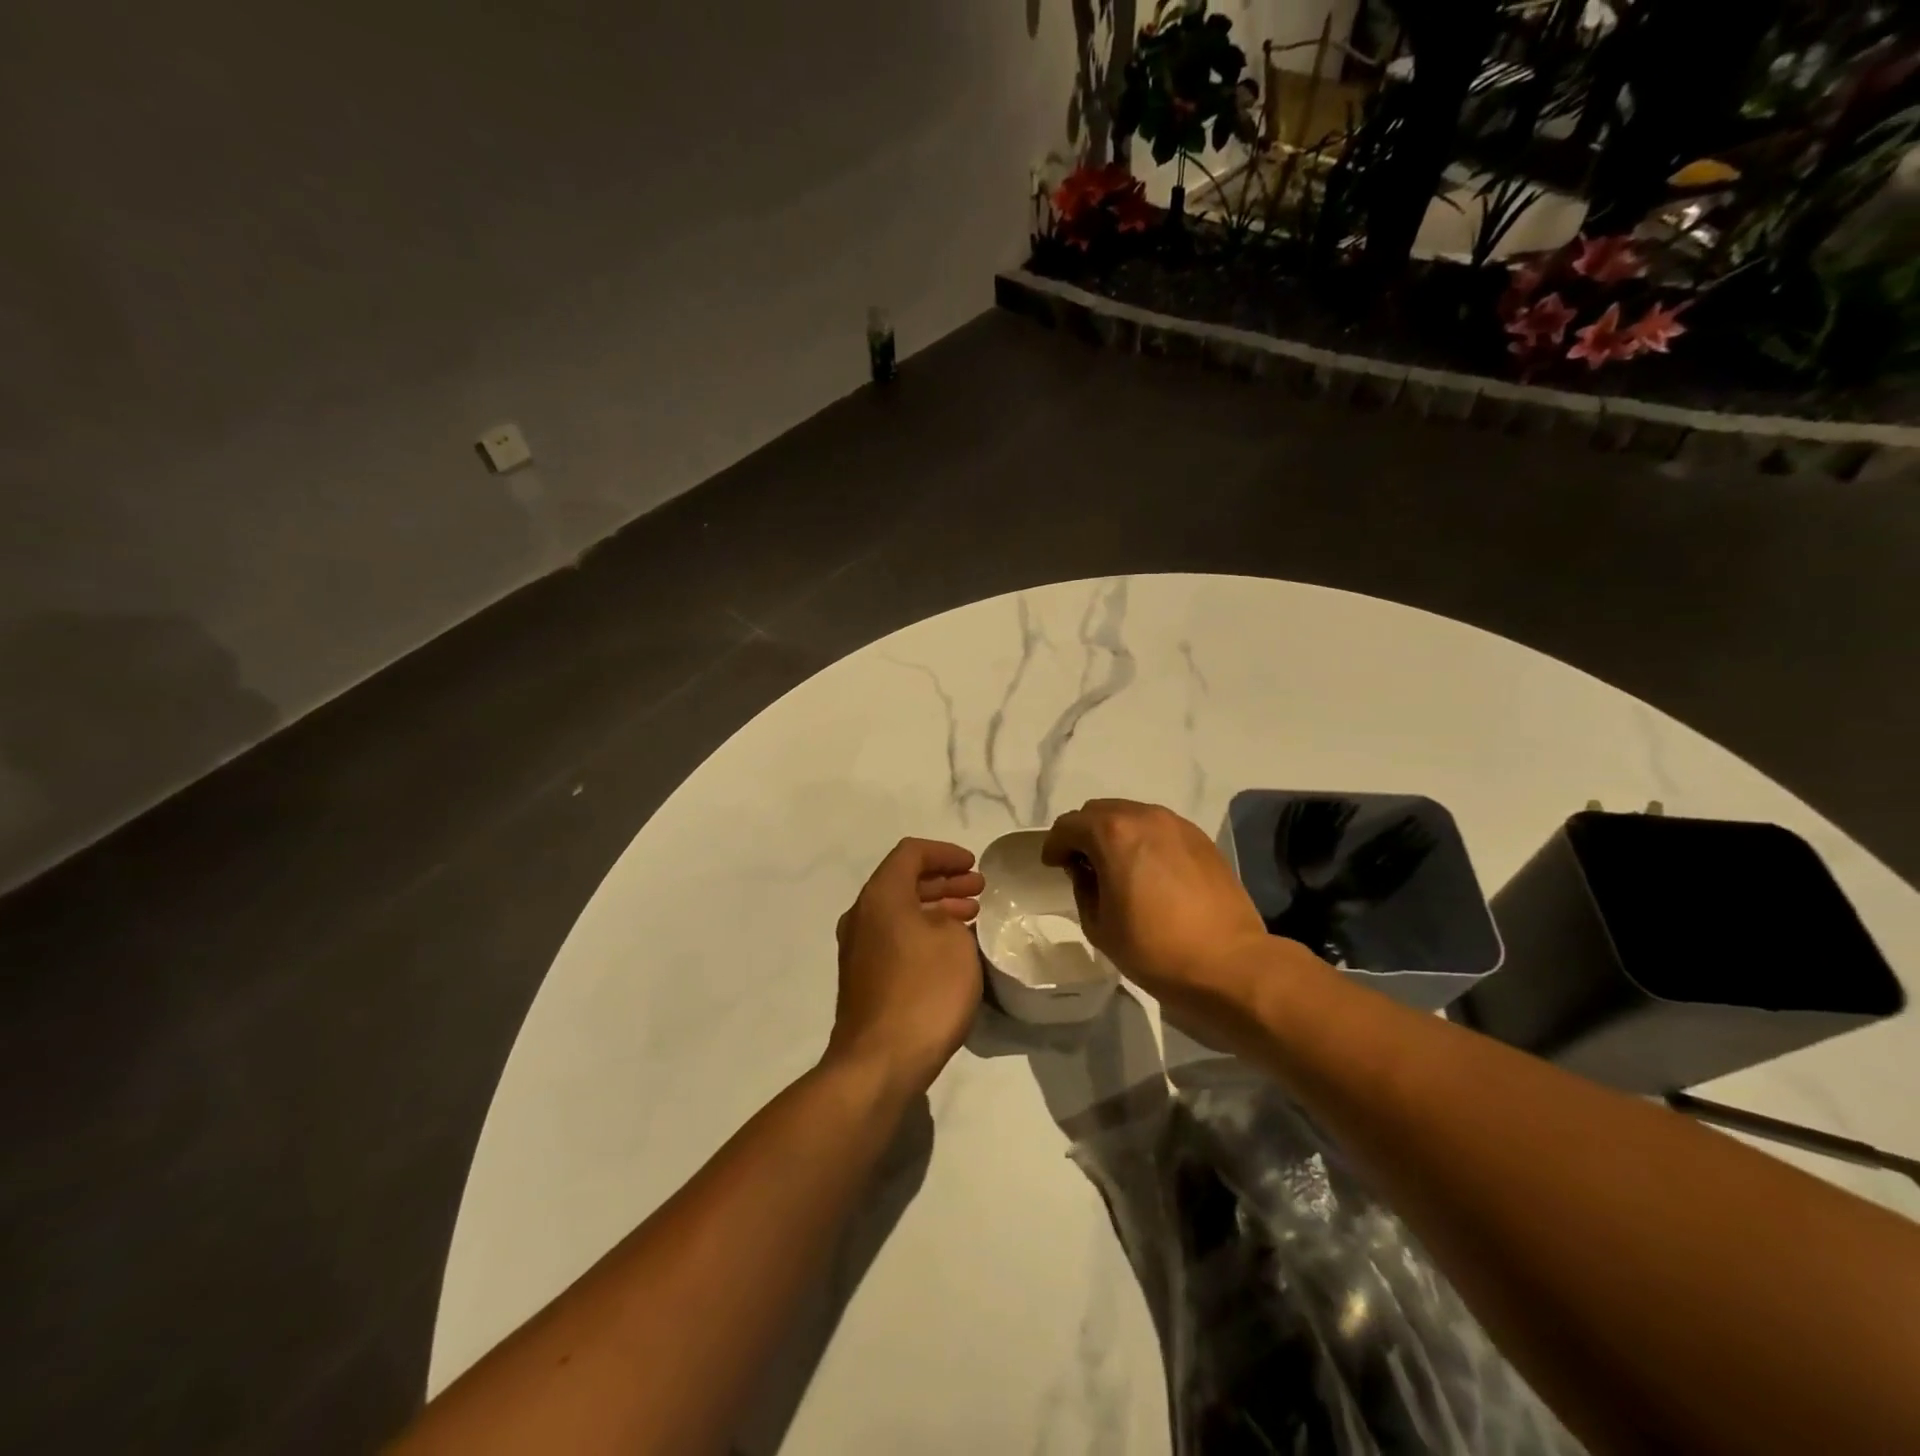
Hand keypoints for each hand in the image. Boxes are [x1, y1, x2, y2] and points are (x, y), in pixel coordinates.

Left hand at [825, 838, 985, 1097]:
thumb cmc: (924, 992)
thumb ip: (951, 918)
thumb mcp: (955, 943)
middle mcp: (861, 915)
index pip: (911, 853)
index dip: (945, 853)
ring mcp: (857, 948)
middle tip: (977, 889)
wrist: (879, 1062)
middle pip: (903, 880)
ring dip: (935, 907)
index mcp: (881, 896)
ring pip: (899, 911)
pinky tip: (949, 948)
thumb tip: (941, 922)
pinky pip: (895, 937)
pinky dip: (922, 931)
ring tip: (970, 916)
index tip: (974, 866)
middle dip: (943, 880)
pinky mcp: (862, 977)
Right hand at [1042, 799, 1283, 1015]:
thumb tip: (1087, 871)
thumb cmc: (1155, 949)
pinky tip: (1149, 872)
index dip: (1055, 844)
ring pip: (1133, 815)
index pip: (1069, 825)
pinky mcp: (1202, 839)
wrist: (1229, 964)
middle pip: (1100, 811)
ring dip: (1116, 834)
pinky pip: (1160, 829)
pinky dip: (1145, 841)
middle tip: (1082, 865)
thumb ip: (1083, 887)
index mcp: (1113, 834)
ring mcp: (1178, 825)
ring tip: (1117, 867)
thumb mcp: (1099, 926)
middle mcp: (1145, 817)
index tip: (1053, 865)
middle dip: (1084, 833)